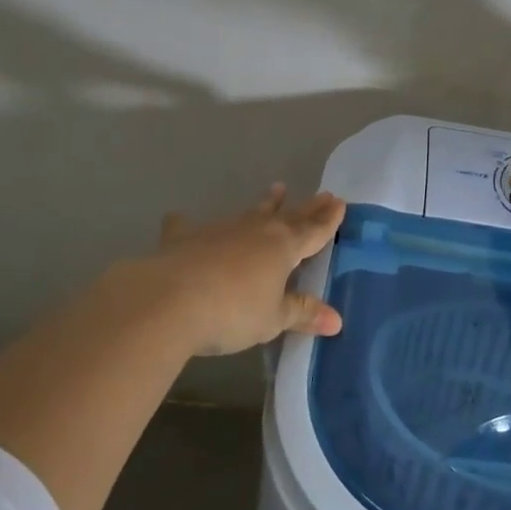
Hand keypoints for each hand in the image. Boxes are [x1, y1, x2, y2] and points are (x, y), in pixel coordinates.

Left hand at [131, 185, 346, 355]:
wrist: (169, 299)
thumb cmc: (232, 312)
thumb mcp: (272, 319)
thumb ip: (301, 313)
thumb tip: (336, 320)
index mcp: (282, 248)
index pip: (313, 232)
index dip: (328, 220)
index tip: (340, 203)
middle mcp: (255, 231)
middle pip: (288, 217)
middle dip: (307, 208)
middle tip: (323, 194)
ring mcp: (219, 230)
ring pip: (249, 213)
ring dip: (265, 204)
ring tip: (276, 189)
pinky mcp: (184, 237)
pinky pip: (189, 226)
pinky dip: (187, 223)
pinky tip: (180, 218)